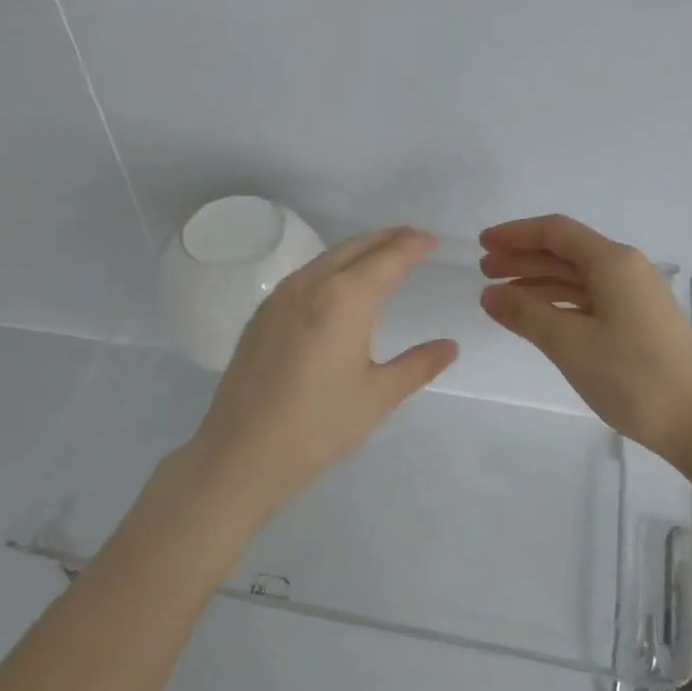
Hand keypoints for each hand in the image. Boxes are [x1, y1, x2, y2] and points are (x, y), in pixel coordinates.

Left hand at [185, 226, 458, 515]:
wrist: (242, 452)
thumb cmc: (319, 424)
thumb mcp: (379, 396)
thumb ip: (418, 365)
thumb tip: (449, 346)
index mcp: (345, 298)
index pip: (387, 257)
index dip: (412, 245)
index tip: (431, 241)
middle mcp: (311, 284)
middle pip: (355, 247)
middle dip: (386, 238)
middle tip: (412, 241)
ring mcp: (280, 297)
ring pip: (326, 257)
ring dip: (357, 251)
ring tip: (380, 259)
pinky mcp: (261, 315)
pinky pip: (305, 275)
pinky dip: (331, 268)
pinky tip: (338, 289)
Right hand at [479, 214, 691, 462]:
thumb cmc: (632, 376)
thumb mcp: (569, 343)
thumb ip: (525, 313)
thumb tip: (489, 294)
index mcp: (613, 262)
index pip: (556, 232)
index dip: (515, 234)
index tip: (482, 244)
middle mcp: (626, 269)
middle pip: (566, 252)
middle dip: (523, 257)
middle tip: (484, 271)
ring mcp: (635, 296)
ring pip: (577, 277)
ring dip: (538, 281)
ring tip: (502, 296)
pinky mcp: (639, 322)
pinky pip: (590, 299)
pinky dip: (559, 303)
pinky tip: (538, 318)